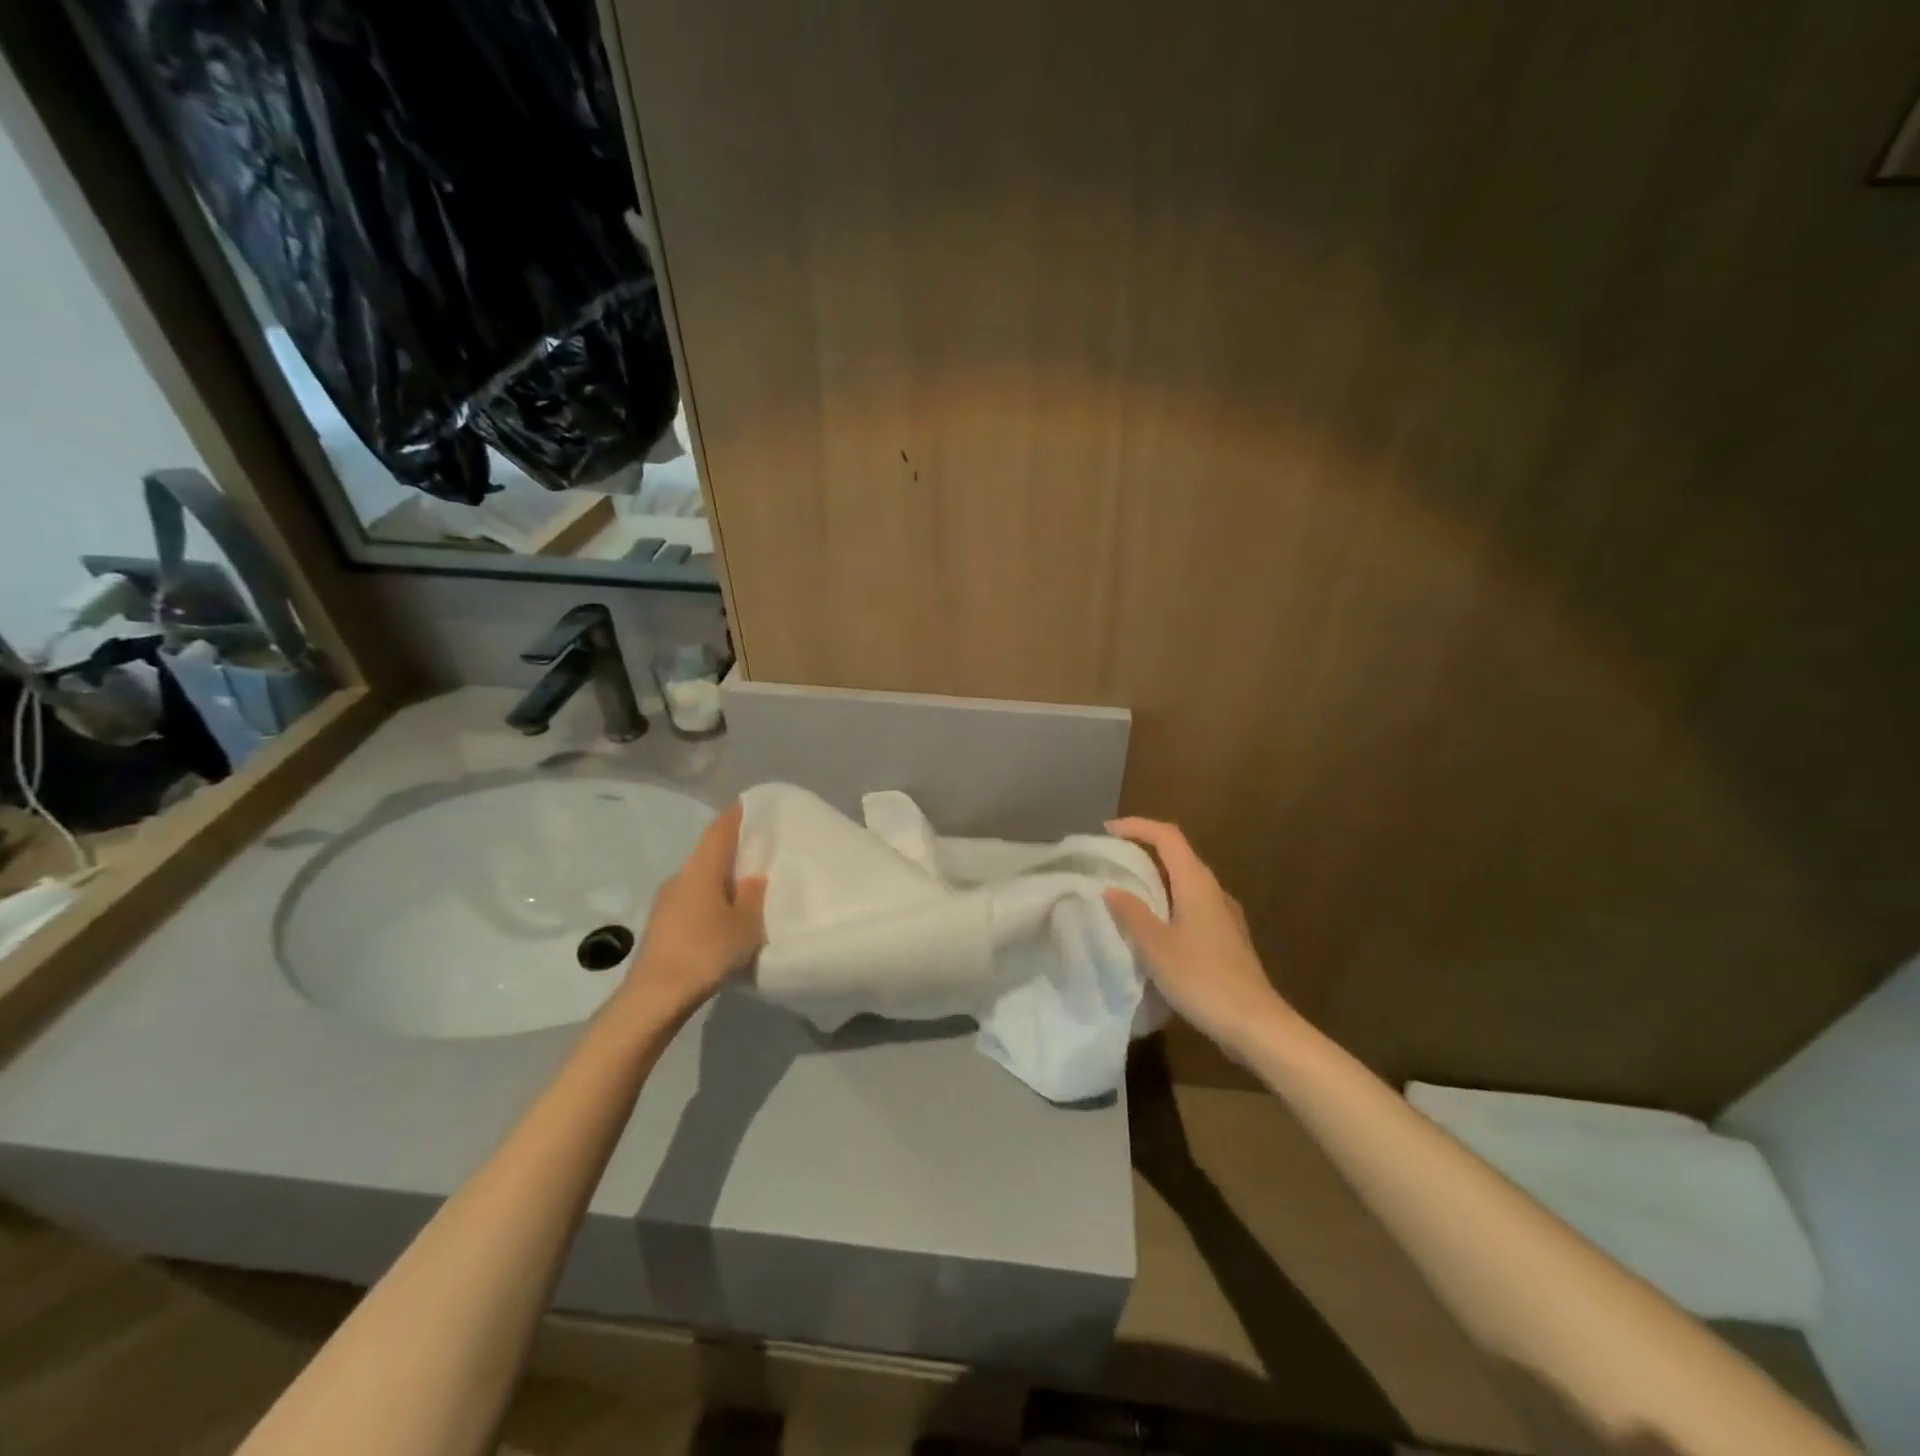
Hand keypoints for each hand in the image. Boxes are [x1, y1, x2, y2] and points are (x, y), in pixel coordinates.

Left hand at [617, 801, 767, 1021]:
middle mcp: (680, 877)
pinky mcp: (662, 926)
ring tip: (748, 889)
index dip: (736, 816)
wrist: (655, 996)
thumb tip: (754, 877)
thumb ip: (753, 897)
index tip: (751, 806)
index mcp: (701, 869)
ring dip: (722, 880)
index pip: (719, 830)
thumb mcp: (745, 925)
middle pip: (709, 854)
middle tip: (761, 851)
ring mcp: (666, 902)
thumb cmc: (705, 951)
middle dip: (733, 851)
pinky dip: (711, 901)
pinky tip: (725, 919)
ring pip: (700, 880)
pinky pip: (692, 901)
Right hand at [1103, 817, 1292, 1057]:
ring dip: (1155, 879)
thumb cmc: (1203, 979)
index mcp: (1197, 883)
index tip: (1107, 831)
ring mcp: (1224, 916)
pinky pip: (1191, 906)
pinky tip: (1153, 927)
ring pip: (1185, 882)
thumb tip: (1112, 888)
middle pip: (1177, 855)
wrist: (1255, 1025)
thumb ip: (1132, 914)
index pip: (1167, 836)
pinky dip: (1167, 903)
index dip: (1137, 826)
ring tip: (1125, 892)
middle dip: (1143, 851)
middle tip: (1110, 861)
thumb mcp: (1156, 946)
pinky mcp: (1226, 939)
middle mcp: (1213, 891)